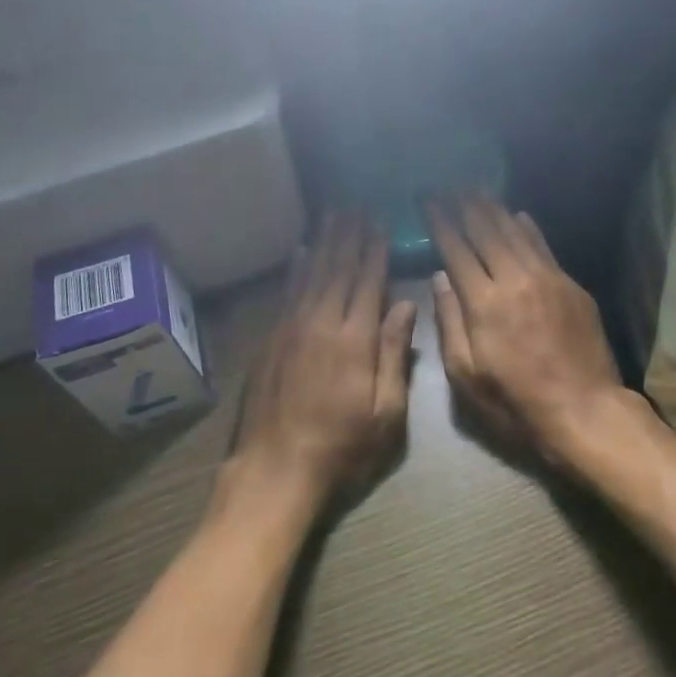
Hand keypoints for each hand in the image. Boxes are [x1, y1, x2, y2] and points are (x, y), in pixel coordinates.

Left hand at [231, 215, 417, 512]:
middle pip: (338, 269)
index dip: (375, 250)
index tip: (381, 222)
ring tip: (332, 215)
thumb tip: (405, 305)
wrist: (276, 470)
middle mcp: (321, 323)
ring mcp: (291, 329)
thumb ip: (394, 355)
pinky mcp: (271, 340)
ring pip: (311, 274)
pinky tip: (300, 251)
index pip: (368, 282)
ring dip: (324, 242)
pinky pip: (286, 293)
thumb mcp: (386, 412)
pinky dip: (295, 269)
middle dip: (350, 236)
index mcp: (355, 340)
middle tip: (357, 206)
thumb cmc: (342, 447)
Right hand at [425, 195, 623, 464]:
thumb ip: (450, 321)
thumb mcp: (466, 374)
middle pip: (486, 230)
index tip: (427, 199)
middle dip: (464, 204)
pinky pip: (544, 246)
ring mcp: (547, 278)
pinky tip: (518, 215)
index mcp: (483, 302)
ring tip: (477, 189)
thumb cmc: (515, 402)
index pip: (456, 249)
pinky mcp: (571, 285)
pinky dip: (528, 228)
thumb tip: (440, 277)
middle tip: (450, 184)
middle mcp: (514, 279)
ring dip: (494, 208)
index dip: (440, 221)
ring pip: (515, 232)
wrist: (584, 410)